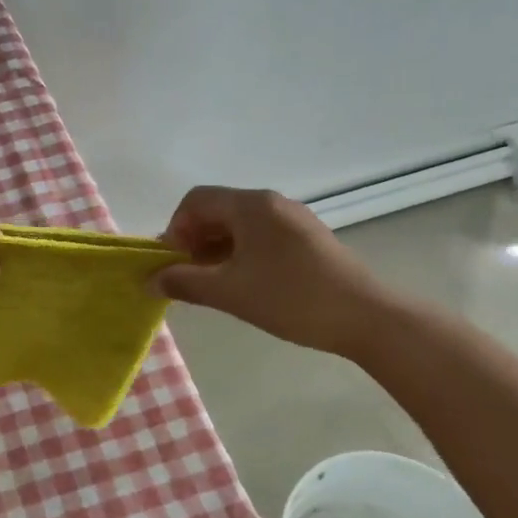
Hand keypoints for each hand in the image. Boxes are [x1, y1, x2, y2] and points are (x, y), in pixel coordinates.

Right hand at [153, 186, 403, 357]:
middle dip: (194, 240)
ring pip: (239, 225)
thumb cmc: (291, 298)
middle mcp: (270, 202)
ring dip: (217, 249)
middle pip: (217, 210)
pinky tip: (245, 283)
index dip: (175, 229)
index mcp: (250, 205)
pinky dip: (241, 253)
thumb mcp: (230, 292)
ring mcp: (293, 219)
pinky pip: (261, 235)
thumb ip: (185, 282)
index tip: (174, 264)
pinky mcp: (307, 238)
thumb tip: (151, 280)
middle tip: (190, 277)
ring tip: (214, 284)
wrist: (366, 317)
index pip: (195, 201)